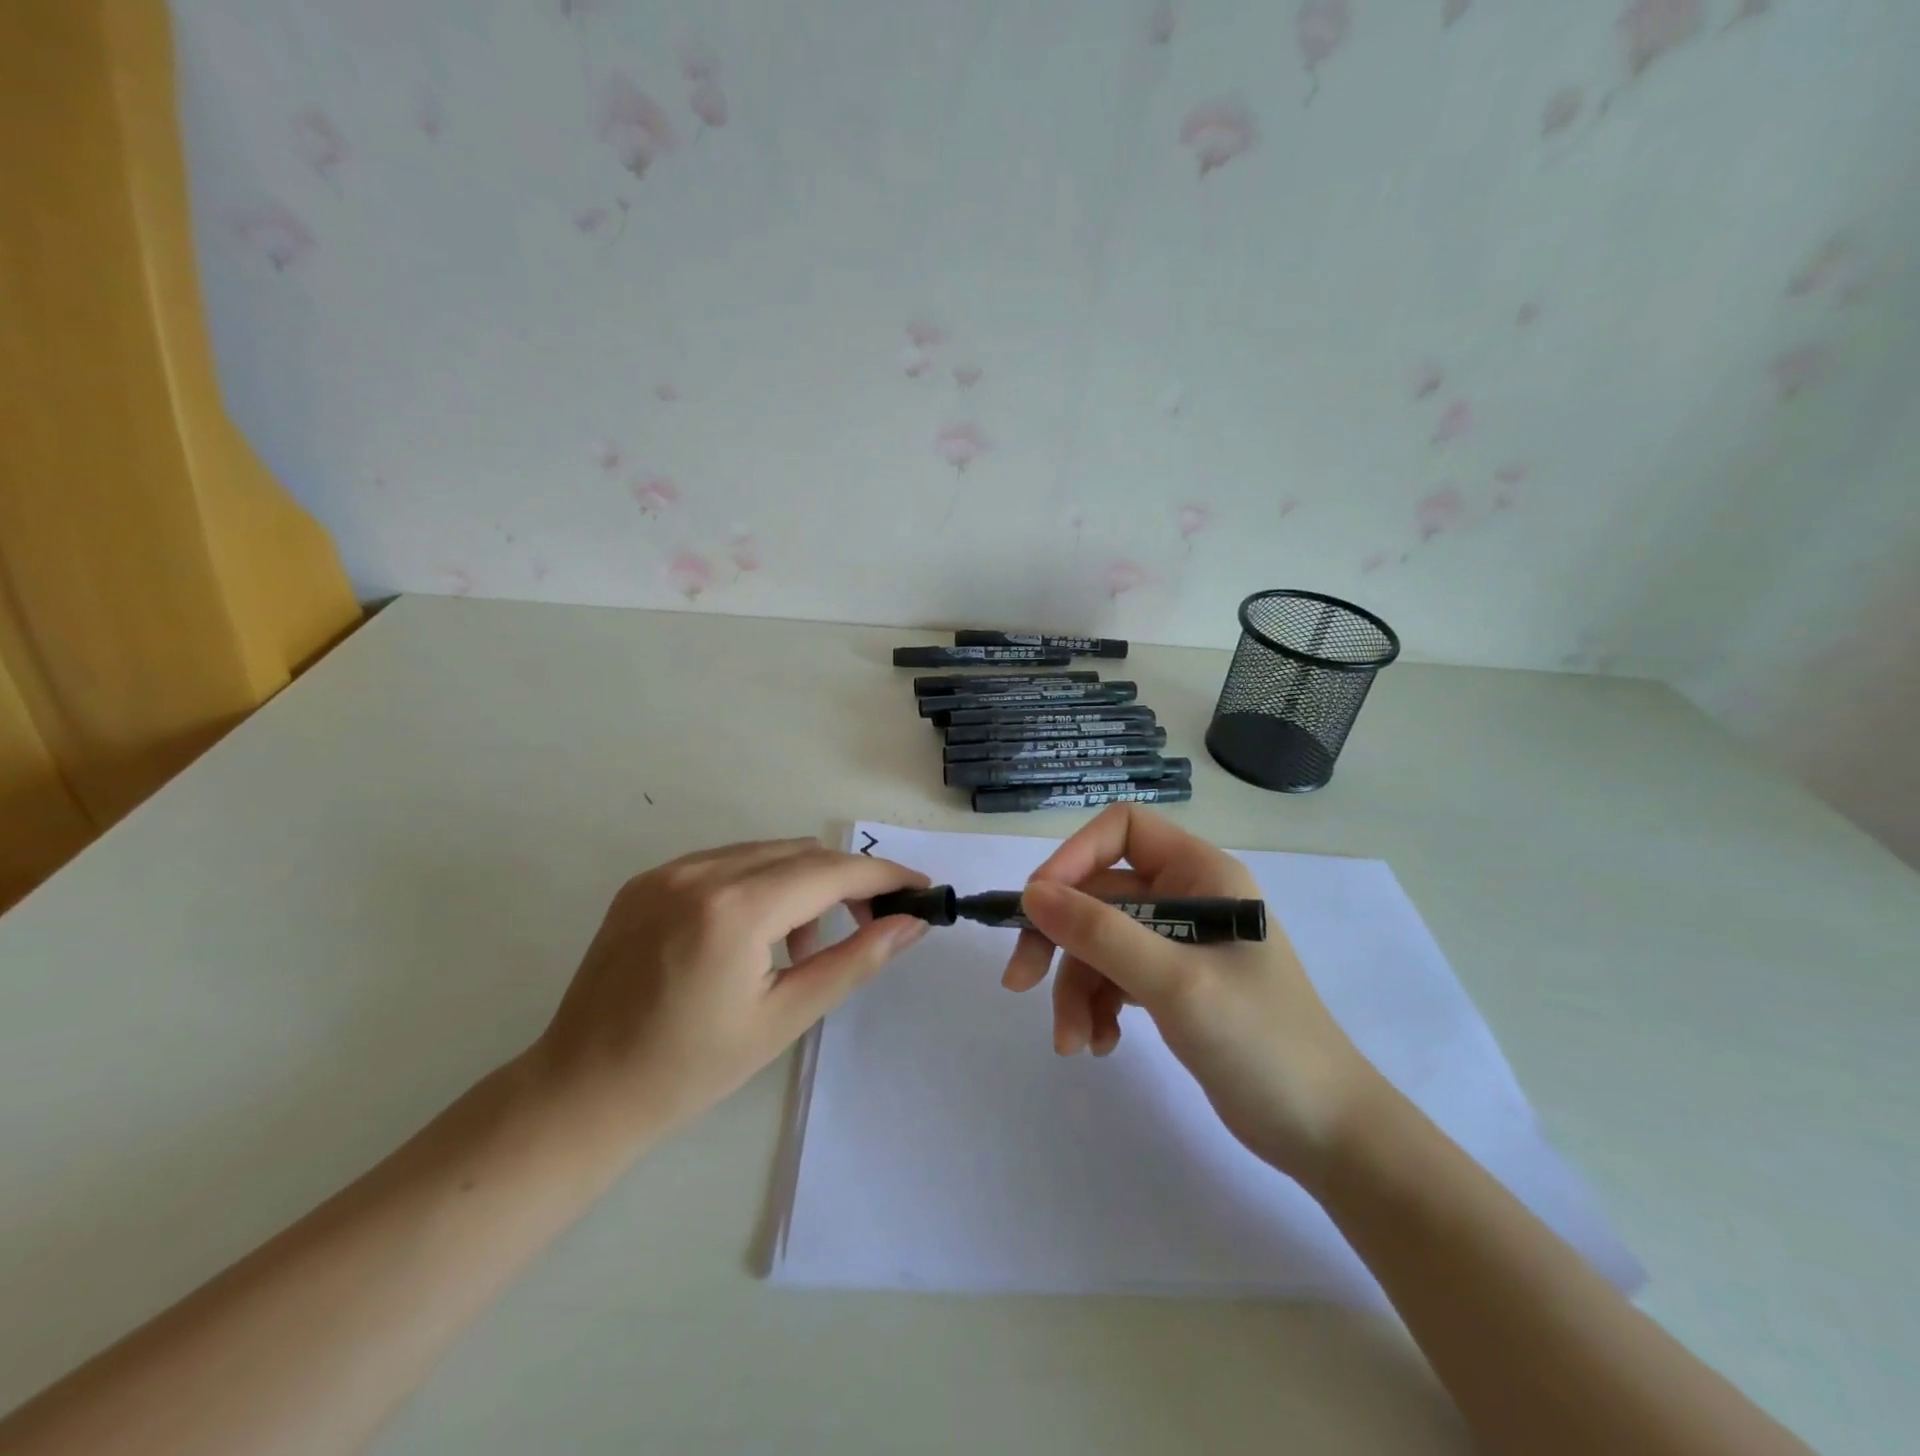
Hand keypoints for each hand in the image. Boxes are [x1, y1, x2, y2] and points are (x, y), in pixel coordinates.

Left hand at [529, 839, 929, 1144]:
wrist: (580, 1093)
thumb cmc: (689, 1069)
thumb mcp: (784, 1018)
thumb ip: (854, 961)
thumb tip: (910, 924)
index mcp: (734, 910)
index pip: (830, 872)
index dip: (884, 877)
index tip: (921, 889)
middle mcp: (700, 872)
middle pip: (802, 854)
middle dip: (847, 881)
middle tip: (871, 922)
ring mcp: (667, 871)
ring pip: (765, 853)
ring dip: (803, 883)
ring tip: (801, 945)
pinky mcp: (647, 881)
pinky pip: (726, 862)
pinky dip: (760, 884)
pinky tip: (755, 934)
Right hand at [1001, 805, 1380, 1181]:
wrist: (1326, 1132)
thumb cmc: (1262, 1042)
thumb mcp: (1176, 983)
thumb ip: (1102, 933)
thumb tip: (1031, 894)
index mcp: (1200, 874)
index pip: (1121, 830)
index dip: (1073, 858)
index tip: (1038, 905)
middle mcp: (1186, 897)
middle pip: (1098, 893)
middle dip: (1060, 940)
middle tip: (1021, 982)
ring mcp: (1178, 943)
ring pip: (1099, 942)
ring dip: (1076, 990)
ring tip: (1074, 1043)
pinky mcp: (1171, 984)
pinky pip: (1113, 977)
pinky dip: (1096, 1007)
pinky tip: (1100, 1045)